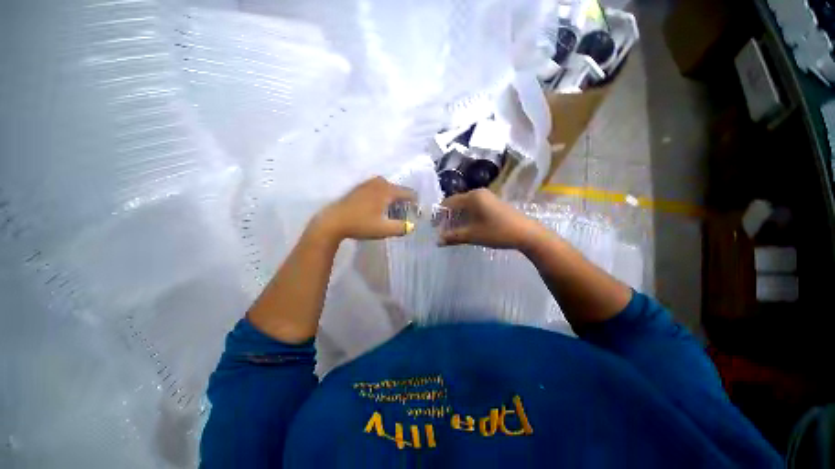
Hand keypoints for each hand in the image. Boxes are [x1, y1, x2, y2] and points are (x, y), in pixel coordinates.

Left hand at [312, 177, 416, 242]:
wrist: (333, 221)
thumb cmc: (360, 224)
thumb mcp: (383, 229)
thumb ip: (400, 228)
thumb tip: (412, 226)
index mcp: (386, 191)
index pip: (407, 192)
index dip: (414, 201)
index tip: (416, 211)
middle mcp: (378, 183)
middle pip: (397, 188)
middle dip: (403, 198)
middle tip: (404, 211)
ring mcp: (367, 184)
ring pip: (386, 186)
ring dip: (392, 195)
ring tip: (392, 208)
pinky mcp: (359, 188)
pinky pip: (376, 187)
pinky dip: (382, 194)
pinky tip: (378, 205)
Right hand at [440, 189, 544, 249]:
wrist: (527, 233)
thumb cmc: (497, 232)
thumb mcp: (472, 235)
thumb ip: (453, 237)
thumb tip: (437, 241)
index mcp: (472, 197)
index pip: (449, 202)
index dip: (439, 214)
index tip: (434, 226)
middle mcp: (479, 193)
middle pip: (457, 203)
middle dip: (448, 216)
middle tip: (442, 229)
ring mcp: (488, 197)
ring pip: (466, 205)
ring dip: (457, 217)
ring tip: (452, 229)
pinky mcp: (494, 203)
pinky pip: (475, 207)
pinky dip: (467, 215)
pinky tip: (467, 226)